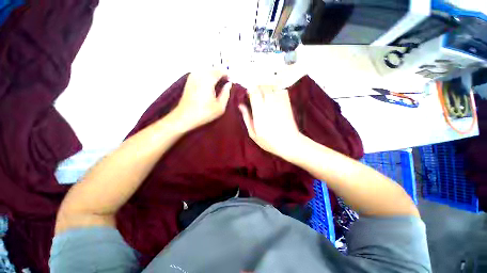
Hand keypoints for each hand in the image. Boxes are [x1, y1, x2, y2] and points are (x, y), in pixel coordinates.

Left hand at [172, 71, 231, 130]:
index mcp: (208, 79)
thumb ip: (226, 93)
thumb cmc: (204, 113)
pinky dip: (206, 76)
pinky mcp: (189, 81)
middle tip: (225, 83)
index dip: (227, 75)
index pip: (220, 70)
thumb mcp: (220, 106)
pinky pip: (200, 73)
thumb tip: (229, 84)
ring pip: (206, 70)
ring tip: (218, 84)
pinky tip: (209, 85)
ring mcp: (192, 76)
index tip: (230, 81)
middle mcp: (199, 74)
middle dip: (220, 74)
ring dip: (213, 75)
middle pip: (213, 68)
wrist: (185, 117)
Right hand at [239, 85, 302, 158]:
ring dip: (266, 87)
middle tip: (255, 93)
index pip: (254, 93)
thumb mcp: (253, 133)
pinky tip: (273, 95)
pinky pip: (281, 90)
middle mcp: (270, 104)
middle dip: (257, 87)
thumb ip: (247, 118)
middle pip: (263, 86)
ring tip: (263, 93)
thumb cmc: (269, 141)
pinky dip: (276, 89)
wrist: (289, 143)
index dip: (250, 90)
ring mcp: (280, 102)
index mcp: (259, 112)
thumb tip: (240, 105)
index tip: (248, 94)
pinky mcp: (287, 103)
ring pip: (272, 86)